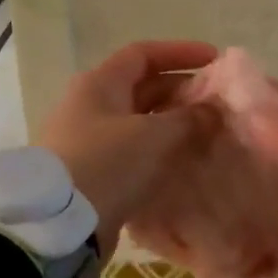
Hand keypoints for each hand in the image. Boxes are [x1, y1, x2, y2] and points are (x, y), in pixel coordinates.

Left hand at [38, 40, 218, 250]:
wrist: (60, 224)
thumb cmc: (107, 164)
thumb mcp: (155, 136)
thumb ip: (190, 119)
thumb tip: (214, 110)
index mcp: (100, 84)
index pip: (143, 54)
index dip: (180, 53)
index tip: (214, 60)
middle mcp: (91, 106)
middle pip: (142, 88)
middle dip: (181, 92)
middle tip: (217, 104)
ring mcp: (89, 140)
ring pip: (140, 122)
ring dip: (173, 125)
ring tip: (208, 134)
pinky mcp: (93, 172)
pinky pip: (133, 151)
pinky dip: (159, 152)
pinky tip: (184, 163)